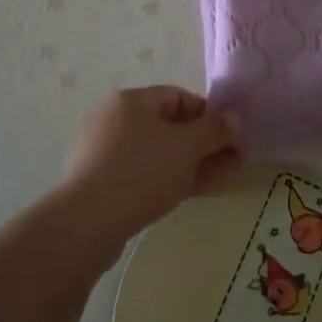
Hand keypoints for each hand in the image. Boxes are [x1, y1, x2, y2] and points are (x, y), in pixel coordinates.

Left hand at [58, 86, 241, 250]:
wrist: (86, 223)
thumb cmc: (141, 171)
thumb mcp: (187, 146)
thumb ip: (215, 130)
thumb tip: (234, 119)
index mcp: (132, 101)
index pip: (179, 97)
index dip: (209, 114)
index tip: (232, 137)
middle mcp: (116, 121)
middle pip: (170, 126)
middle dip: (205, 143)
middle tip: (235, 160)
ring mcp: (107, 154)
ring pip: (160, 153)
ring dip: (194, 162)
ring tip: (224, 177)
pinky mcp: (104, 185)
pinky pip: (146, 174)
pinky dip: (172, 178)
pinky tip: (193, 191)